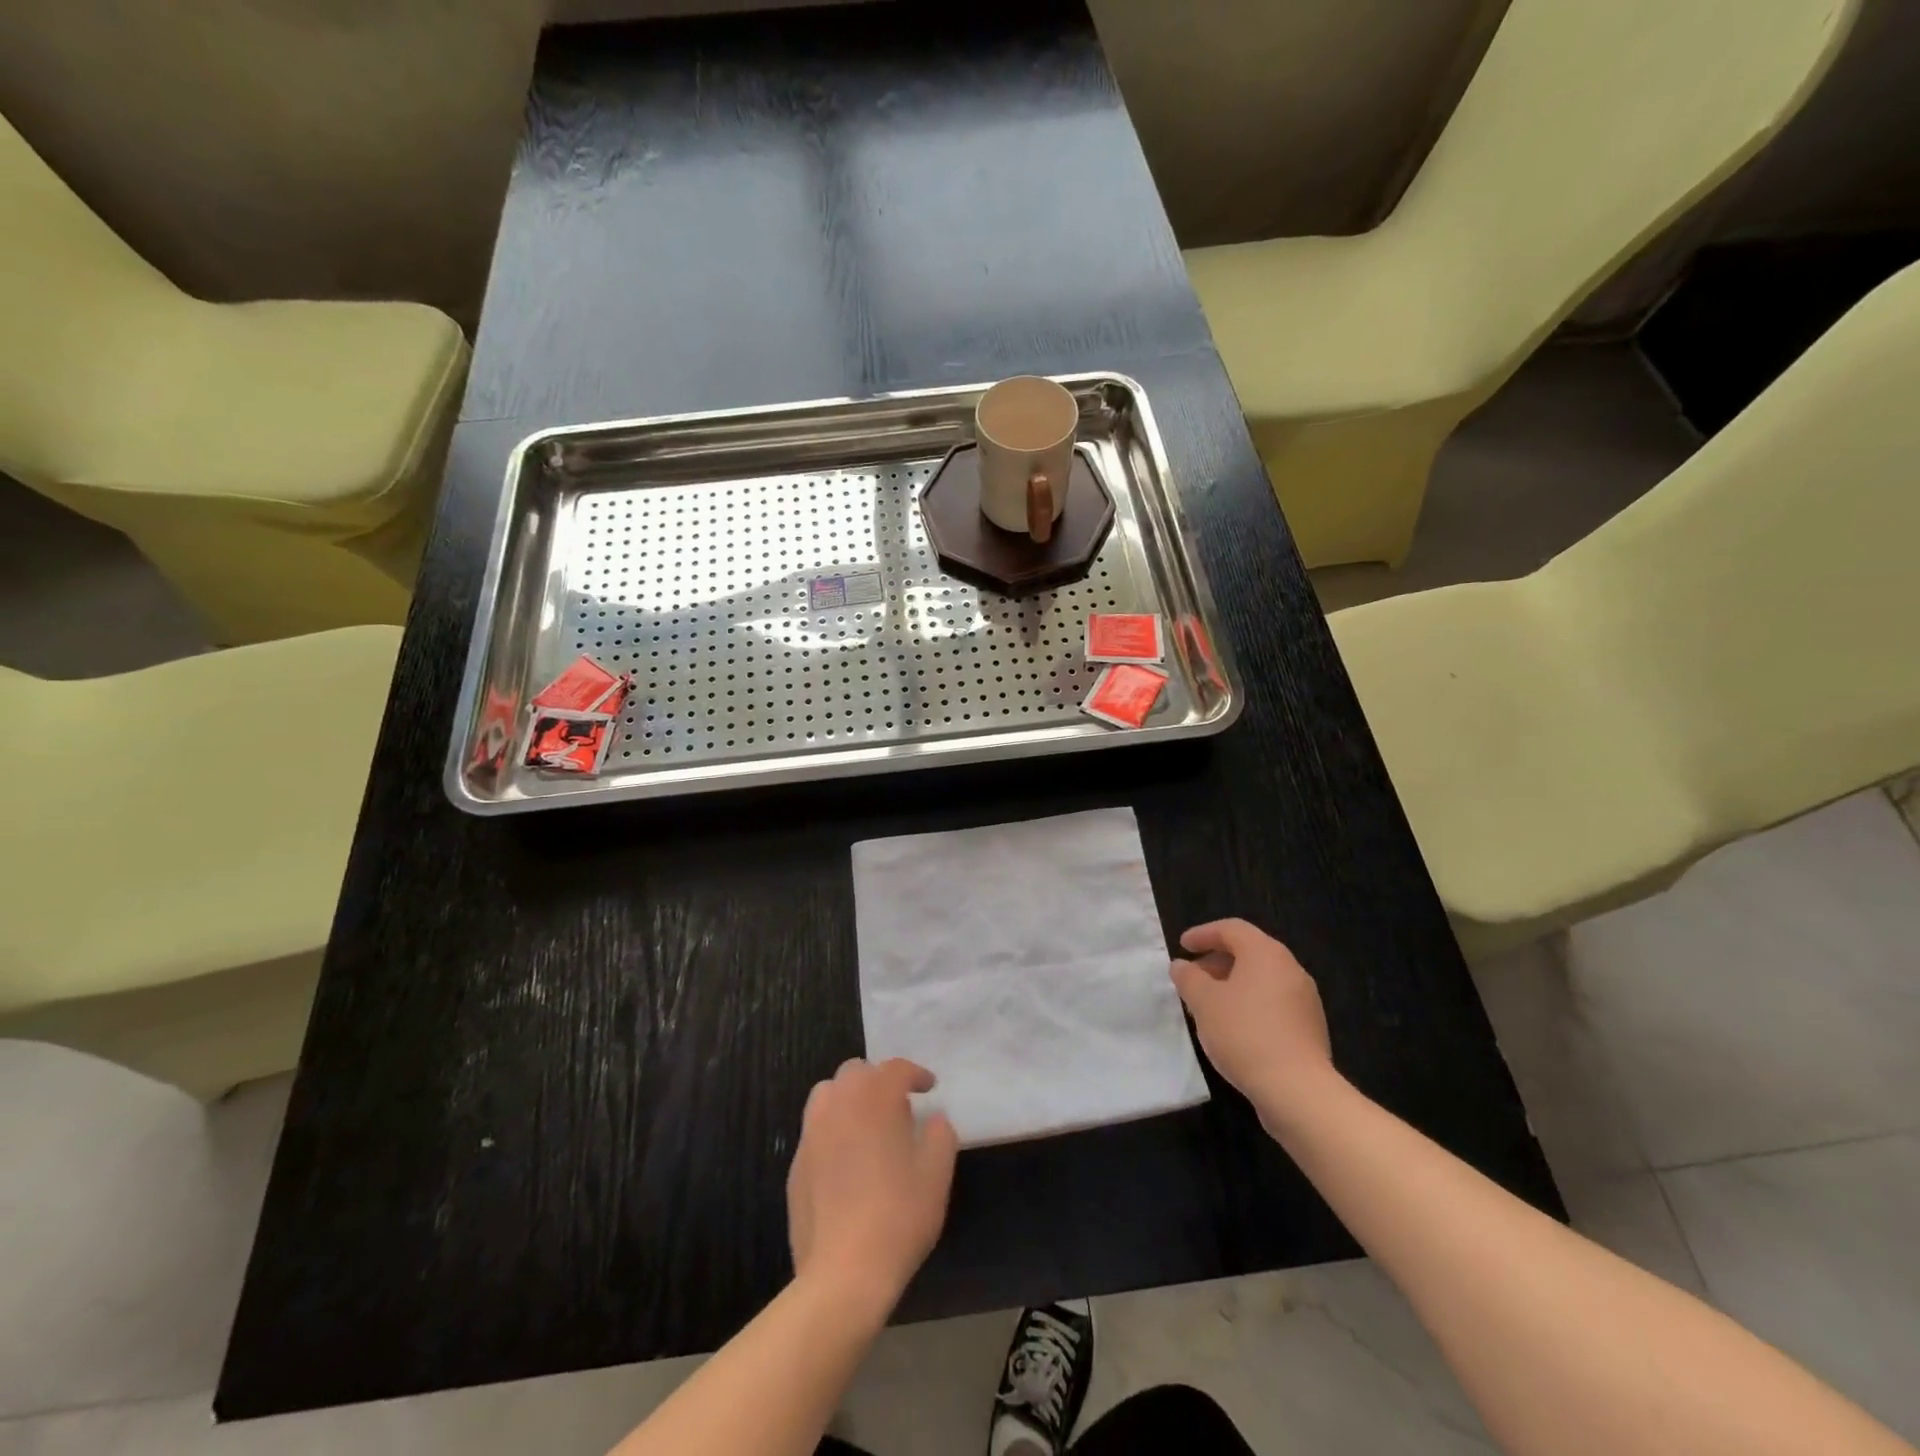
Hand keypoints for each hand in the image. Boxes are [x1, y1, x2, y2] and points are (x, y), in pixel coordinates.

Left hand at [786, 1058, 958, 1322]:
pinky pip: (815, 1130)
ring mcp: (811, 1133)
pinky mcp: (796, 1164)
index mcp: (874, 1098)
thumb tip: (934, 1119)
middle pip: (856, 1072)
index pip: (895, 1068)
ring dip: (849, 1098)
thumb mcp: (936, 1175)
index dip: (915, 1074)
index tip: (929, 1087)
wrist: (843, 1273)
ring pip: (828, 1094)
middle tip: (898, 1106)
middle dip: (878, 1080)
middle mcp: (839, 1104)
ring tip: (867, 1125)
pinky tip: (847, 1162)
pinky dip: (833, 1130)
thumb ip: (940, 1135)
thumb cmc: (898, 1216)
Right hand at [1171, 919, 1338, 1125]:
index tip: (1182, 946)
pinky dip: (1250, 1004)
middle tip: (1193, 976)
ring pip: (1262, 979)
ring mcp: (1305, 999)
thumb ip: (1188, 978)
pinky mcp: (1310, 1027)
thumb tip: (1182, 966)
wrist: (1297, 1090)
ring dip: (1233, 984)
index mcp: (1266, 953)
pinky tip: (1233, 1027)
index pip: (1231, 929)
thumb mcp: (1203, 1002)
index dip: (1203, 934)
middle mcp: (1290, 968)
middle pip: (1249, 952)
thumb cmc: (1244, 1034)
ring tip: (1209, 1004)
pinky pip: (1274, 1002)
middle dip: (1217, 961)